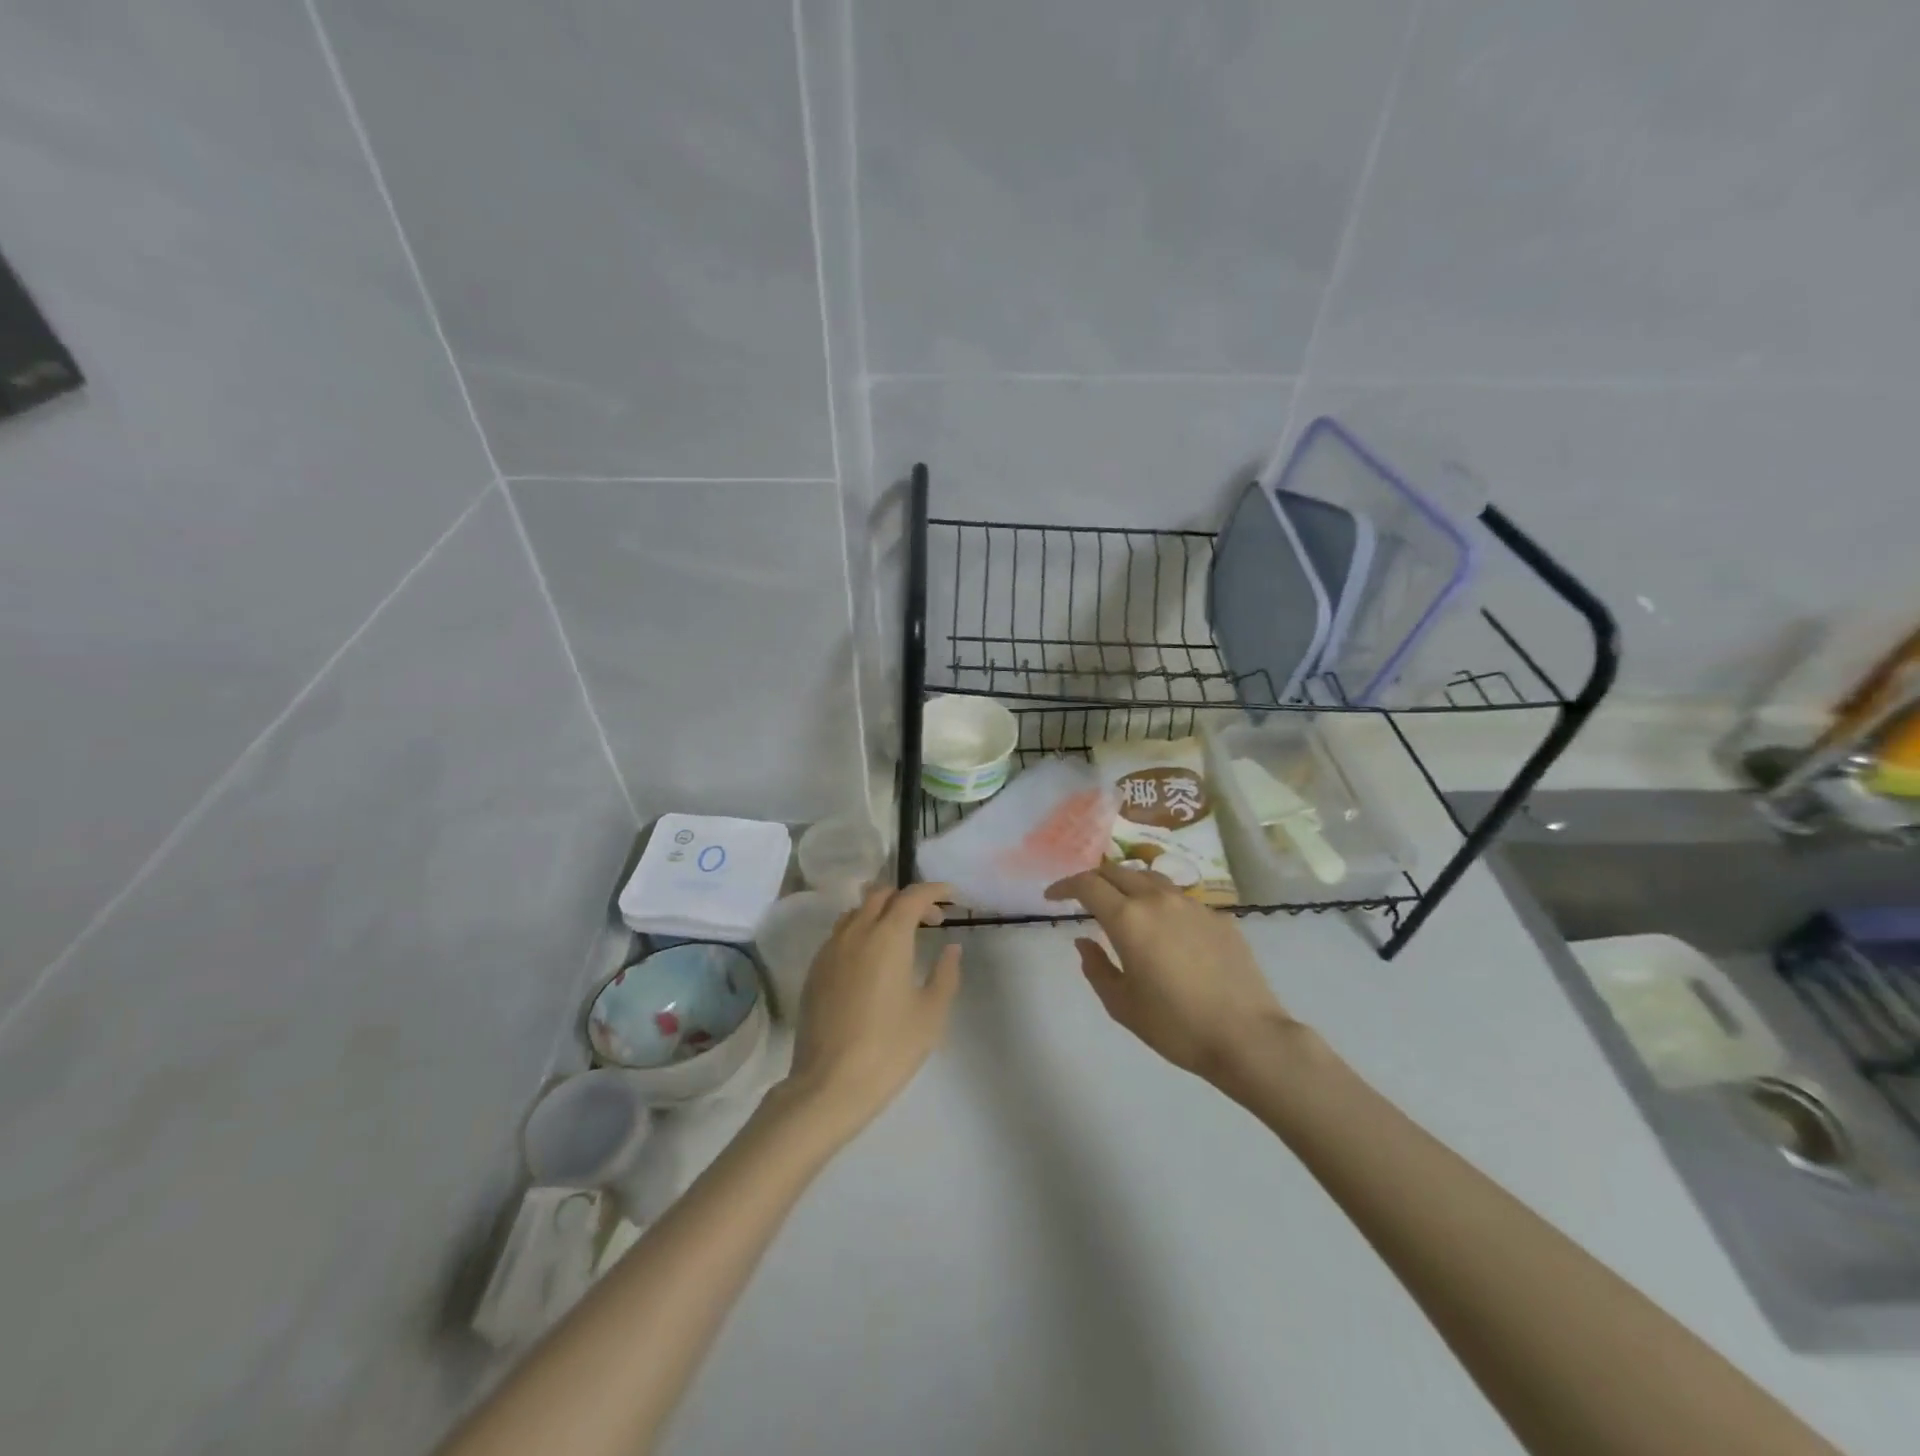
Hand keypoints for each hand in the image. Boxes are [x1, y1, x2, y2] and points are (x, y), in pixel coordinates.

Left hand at [783, 883, 962, 1142]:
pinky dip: (861, 931)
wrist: (829, 1085)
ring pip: (856, 911)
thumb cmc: (889, 1048)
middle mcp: (856, 932)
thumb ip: (945, 974)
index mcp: (888, 937)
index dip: (934, 890)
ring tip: (900, 937)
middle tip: (930, 921)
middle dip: (908, 899)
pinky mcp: (815, 970)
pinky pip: (840, 933)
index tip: (952, 896)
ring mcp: (830, 950)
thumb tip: (950, 948)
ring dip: (881, 912)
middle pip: (881, 894)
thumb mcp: (931, 1014)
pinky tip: (872, 961)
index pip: (912, 896)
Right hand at [1047, 864, 1294, 1085]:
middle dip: (1095, 879)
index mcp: (1128, 919)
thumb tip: (1084, 942)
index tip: (1053, 896)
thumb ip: (1096, 967)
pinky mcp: (1218, 917)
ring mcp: (1192, 905)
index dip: (1065, 885)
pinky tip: (1164, 929)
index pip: (1088, 884)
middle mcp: (1158, 900)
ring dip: (1127, 885)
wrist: (1247, 1037)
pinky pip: (1179, 899)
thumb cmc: (1176, 1026)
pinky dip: (1160, 903)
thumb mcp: (1122, 1005)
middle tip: (1083, 897)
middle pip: (1118, 871)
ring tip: (1122, 905)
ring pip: (1150, 879)